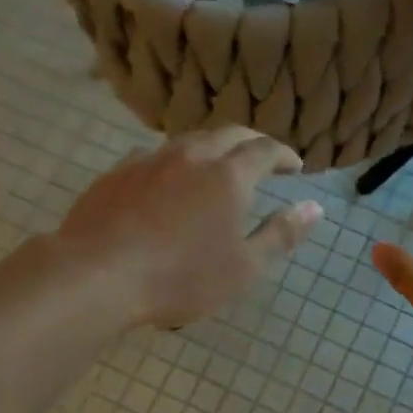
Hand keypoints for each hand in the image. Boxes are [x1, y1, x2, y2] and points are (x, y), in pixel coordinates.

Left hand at [57, 127, 323, 327]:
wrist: (98, 275)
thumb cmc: (181, 278)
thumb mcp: (244, 268)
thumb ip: (281, 235)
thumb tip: (314, 208)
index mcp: (228, 175)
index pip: (265, 150)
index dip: (284, 155)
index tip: (294, 167)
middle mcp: (190, 155)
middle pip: (228, 134)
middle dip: (251, 143)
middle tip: (262, 158)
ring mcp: (148, 160)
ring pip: (188, 142)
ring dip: (210, 149)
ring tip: (216, 167)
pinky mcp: (116, 174)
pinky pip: (153, 158)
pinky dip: (172, 164)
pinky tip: (166, 184)